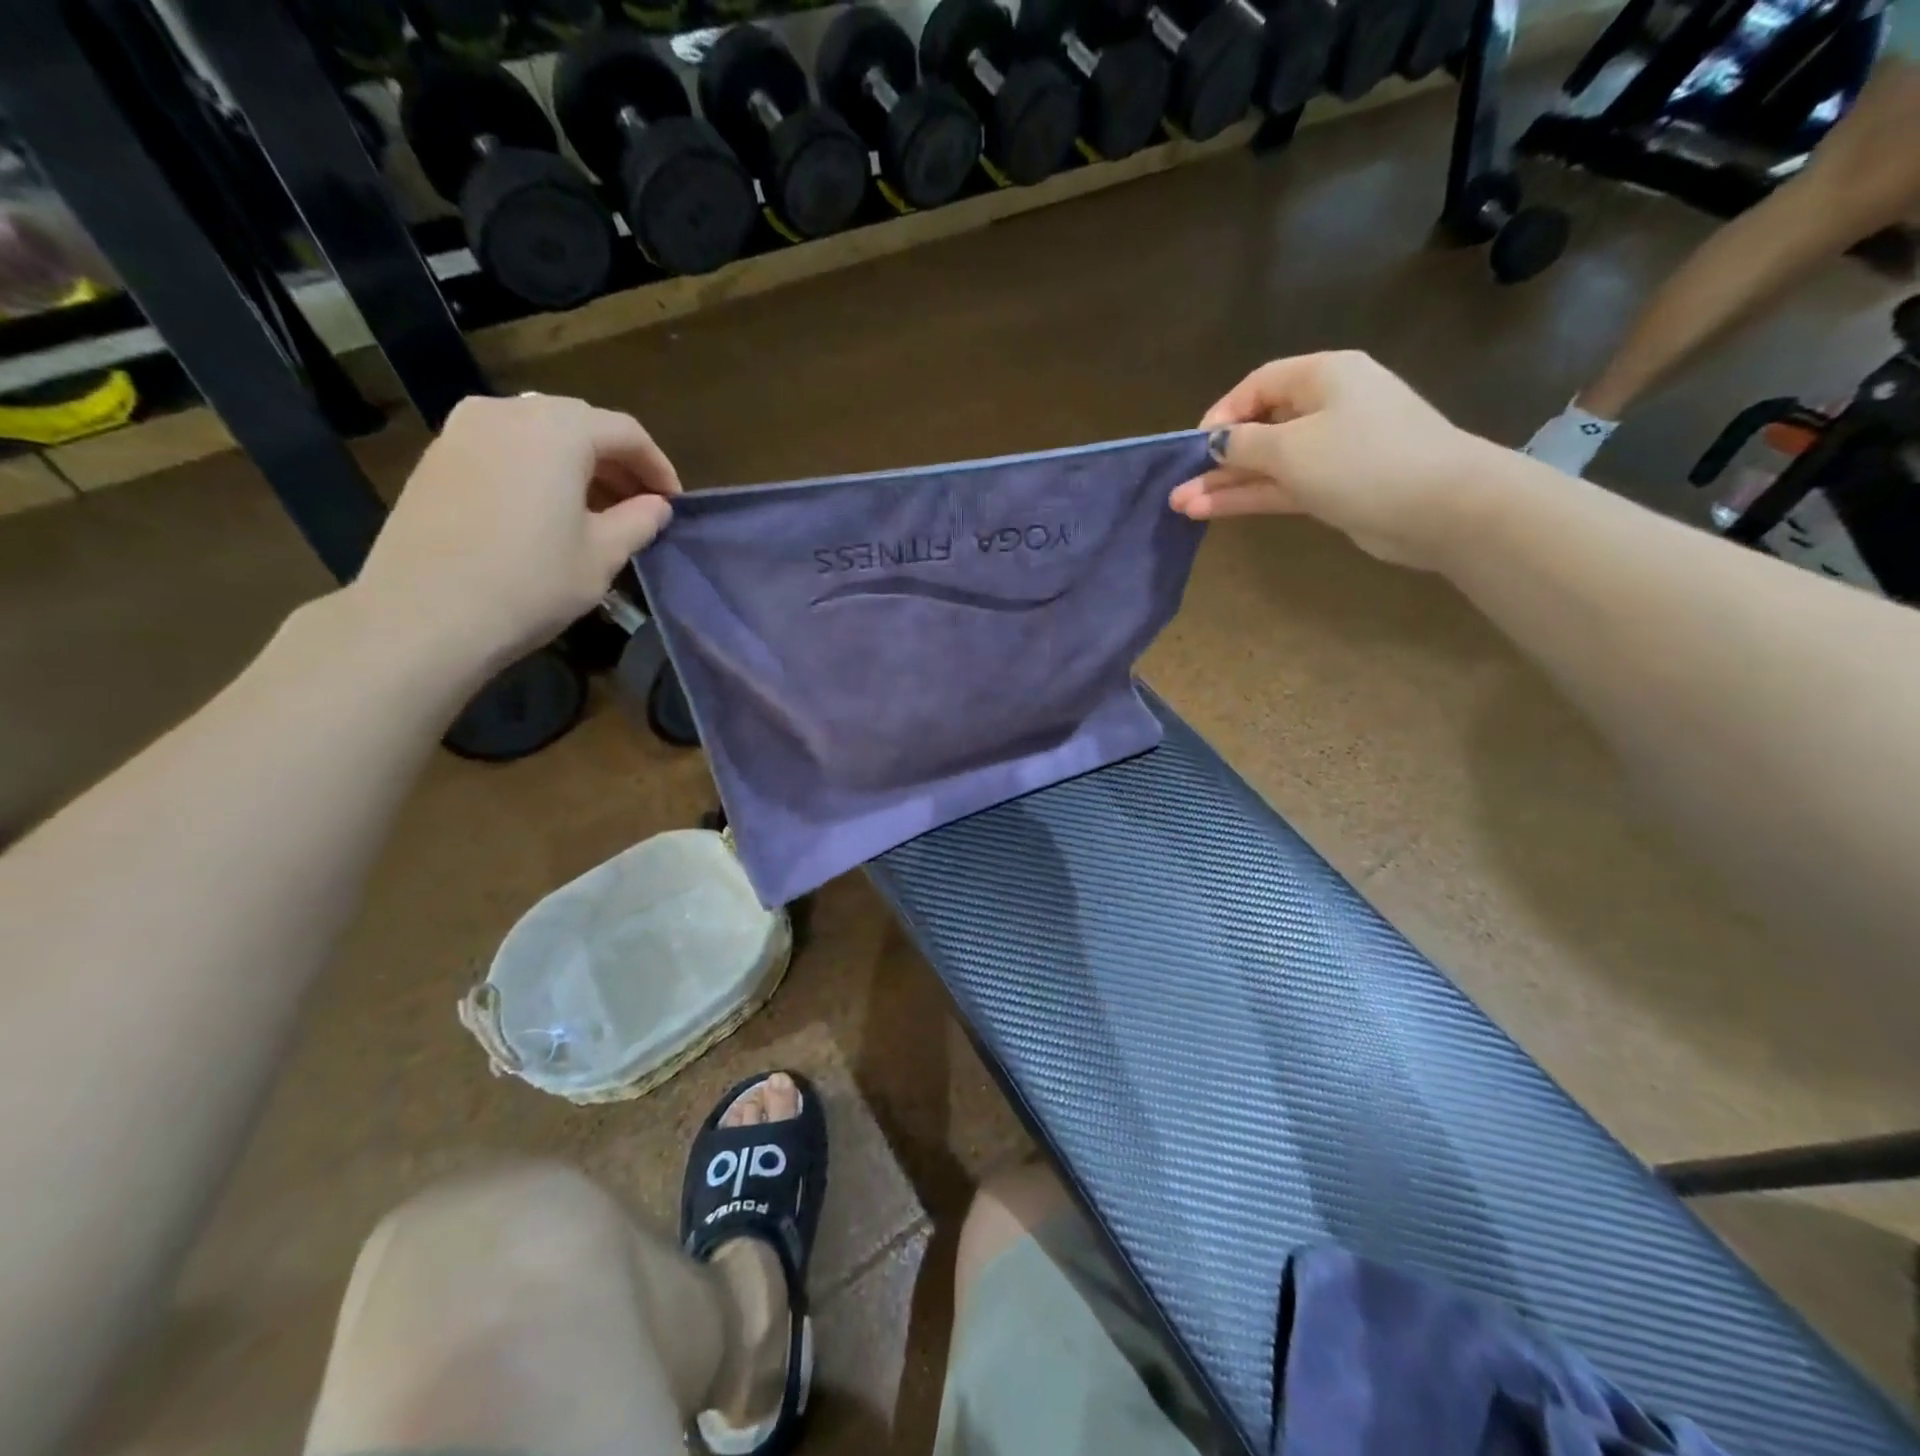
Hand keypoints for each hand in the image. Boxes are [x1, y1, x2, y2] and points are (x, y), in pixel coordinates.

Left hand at [349, 393, 679, 672]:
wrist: (426, 612)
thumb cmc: (531, 582)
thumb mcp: (602, 556)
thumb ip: (638, 521)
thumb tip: (656, 506)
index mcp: (558, 429)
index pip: (625, 432)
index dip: (658, 466)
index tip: (673, 503)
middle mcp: (508, 411)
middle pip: (580, 424)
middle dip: (617, 462)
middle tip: (638, 505)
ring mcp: (464, 429)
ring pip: (539, 432)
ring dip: (576, 464)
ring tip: (595, 510)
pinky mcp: (438, 456)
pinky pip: (504, 447)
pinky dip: (537, 468)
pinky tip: (546, 510)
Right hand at [1169, 351, 1487, 569]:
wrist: (1439, 506)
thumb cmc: (1361, 460)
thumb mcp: (1292, 447)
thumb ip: (1244, 444)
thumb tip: (1216, 442)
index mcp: (1324, 376)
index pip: (1259, 384)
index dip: (1222, 413)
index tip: (1195, 446)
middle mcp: (1328, 406)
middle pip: (1260, 427)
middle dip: (1217, 458)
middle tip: (1177, 484)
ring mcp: (1333, 450)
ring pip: (1268, 463)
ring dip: (1226, 483)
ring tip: (1181, 505)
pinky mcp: (1336, 487)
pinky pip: (1283, 486)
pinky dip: (1250, 496)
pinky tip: (1212, 510)